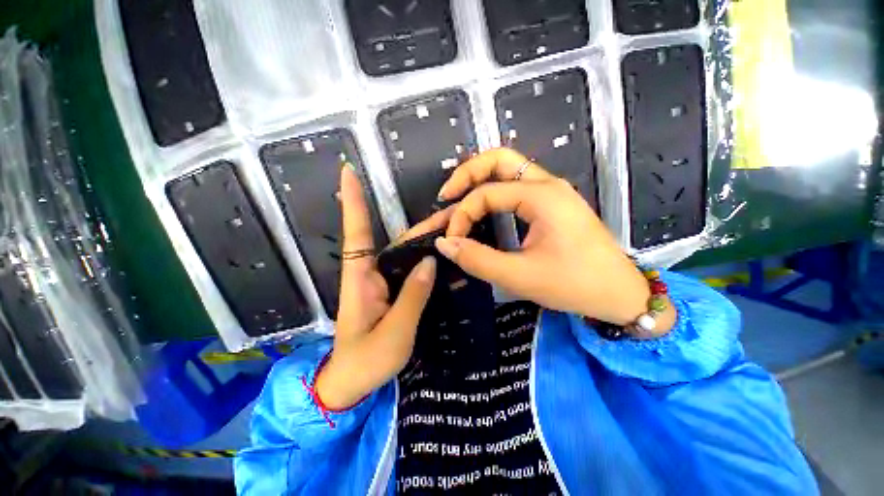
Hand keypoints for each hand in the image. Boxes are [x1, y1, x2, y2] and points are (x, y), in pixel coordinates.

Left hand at [315, 166, 449, 409]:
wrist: (353, 384)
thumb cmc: (366, 361)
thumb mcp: (394, 332)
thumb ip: (412, 296)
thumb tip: (429, 262)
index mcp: (361, 280)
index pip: (356, 233)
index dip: (353, 202)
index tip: (347, 171)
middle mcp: (370, 274)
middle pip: (395, 241)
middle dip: (421, 226)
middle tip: (452, 213)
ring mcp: (382, 283)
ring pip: (406, 254)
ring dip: (427, 241)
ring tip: (455, 229)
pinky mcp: (392, 292)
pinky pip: (410, 270)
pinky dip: (426, 261)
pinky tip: (444, 256)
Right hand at [435, 148, 674, 335]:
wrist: (620, 293)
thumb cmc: (574, 284)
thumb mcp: (519, 276)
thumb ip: (476, 259)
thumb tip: (443, 243)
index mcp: (541, 196)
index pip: (485, 193)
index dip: (461, 215)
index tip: (451, 240)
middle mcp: (546, 184)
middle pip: (498, 159)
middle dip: (466, 174)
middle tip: (445, 195)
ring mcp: (551, 192)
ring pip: (507, 169)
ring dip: (478, 179)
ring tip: (455, 197)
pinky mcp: (551, 204)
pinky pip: (515, 186)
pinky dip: (492, 192)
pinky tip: (481, 207)